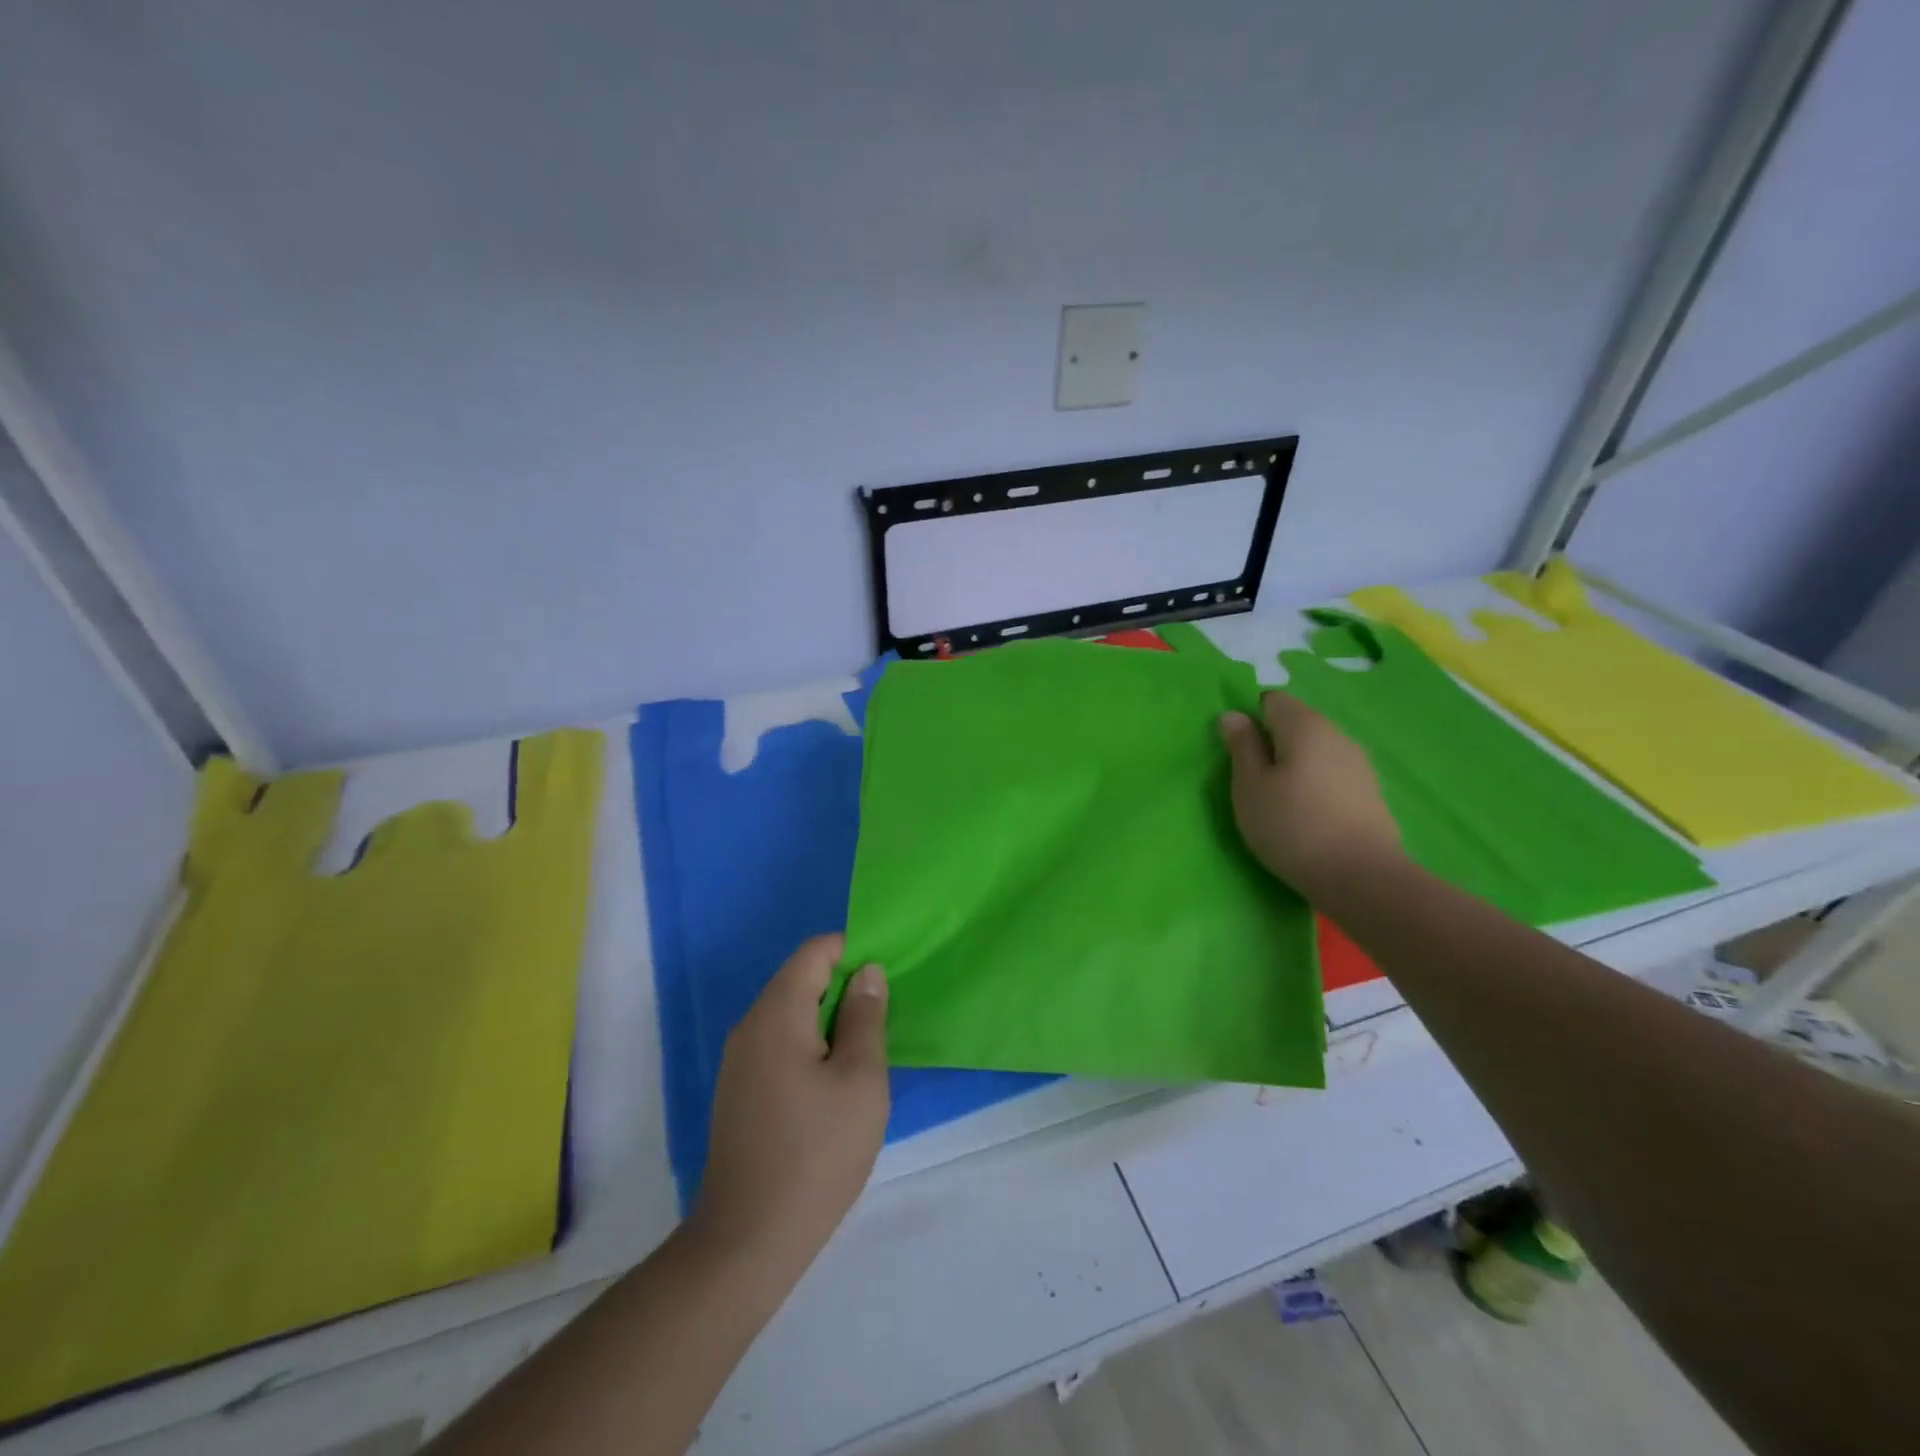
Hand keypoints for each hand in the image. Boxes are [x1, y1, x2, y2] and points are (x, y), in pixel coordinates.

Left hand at [691, 934, 889, 1276]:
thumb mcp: (860, 1080)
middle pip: (801, 980)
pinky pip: (780, 1045)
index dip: (854, 952)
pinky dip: (811, 1047)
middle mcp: (750, 1026)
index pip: (815, 952)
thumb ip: (865, 1017)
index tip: (887, 979)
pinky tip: (835, 1086)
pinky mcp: (740, 1091)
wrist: (748, 1241)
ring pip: (791, 1015)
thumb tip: (866, 972)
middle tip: (884, 1020)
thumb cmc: (817, 1153)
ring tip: (866, 1054)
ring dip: (830, 1021)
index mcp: (777, 1013)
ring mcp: (740, 1061)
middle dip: (845, 989)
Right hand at [1220, 691, 1403, 900]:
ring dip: (1294, 765)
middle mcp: (1336, 734)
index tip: (1238, 752)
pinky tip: (1307, 814)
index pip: (1272, 700)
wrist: (1361, 877)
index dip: (1250, 719)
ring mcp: (1359, 763)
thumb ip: (1241, 746)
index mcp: (1304, 725)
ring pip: (1315, 751)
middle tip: (1252, 780)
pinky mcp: (1370, 793)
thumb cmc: (1291, 825)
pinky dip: (1315, 785)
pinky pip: (1332, 774)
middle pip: (1296, 724)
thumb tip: (1234, 715)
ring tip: (1278, 800)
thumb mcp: (1250, 786)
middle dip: (1272, 743)